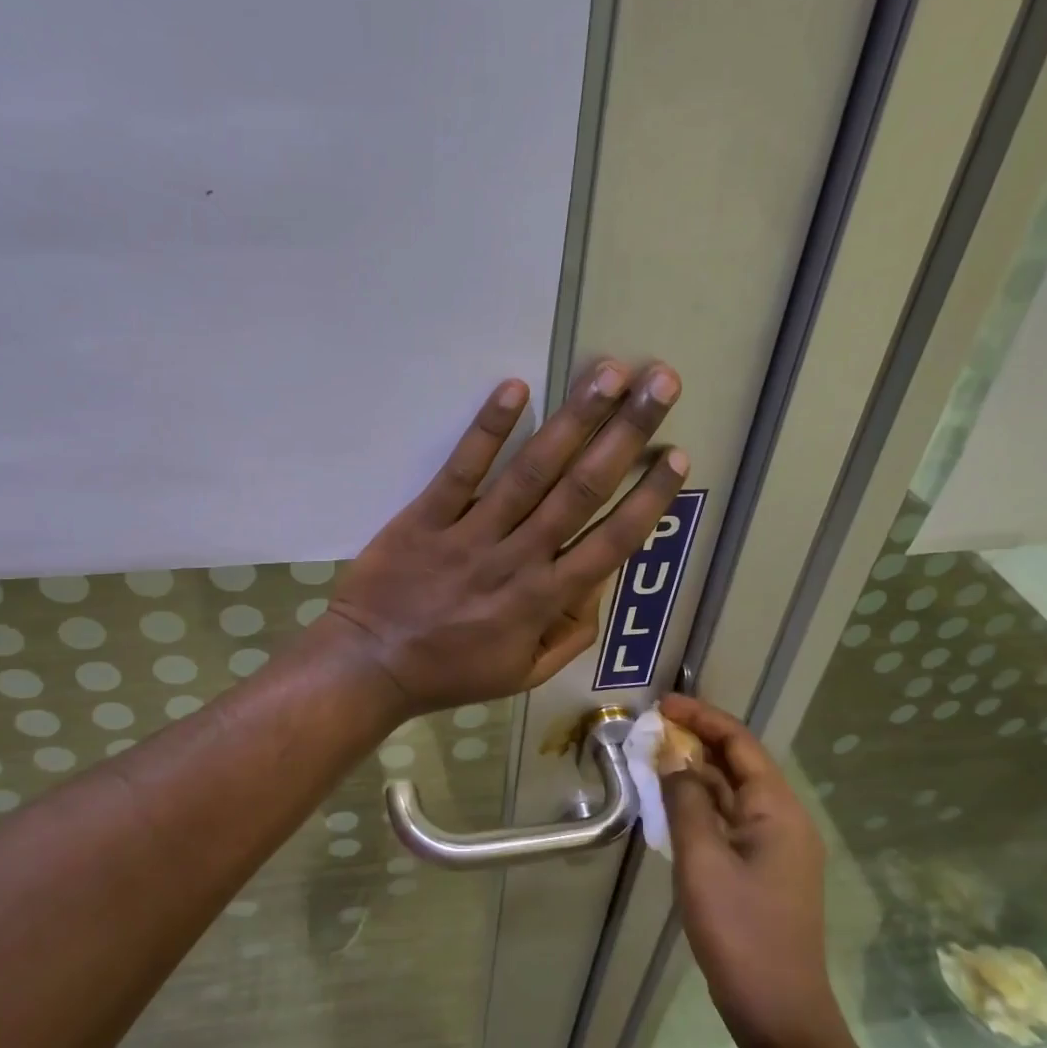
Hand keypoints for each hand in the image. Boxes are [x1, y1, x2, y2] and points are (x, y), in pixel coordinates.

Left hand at [324, 360, 686, 714]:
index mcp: (545, 599)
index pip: (612, 541)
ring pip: (532, 471)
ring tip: (610, 373)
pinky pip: (462, 470)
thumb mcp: (524, 673)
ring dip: (574, 419)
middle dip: (626, 434)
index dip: (648, 497)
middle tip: (660, 385)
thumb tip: (599, 583)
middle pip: (582, 489)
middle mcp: (518, 558)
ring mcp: (471, 534)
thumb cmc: (452, 672)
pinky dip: (489, 429)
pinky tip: (516, 389)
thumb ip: (571, 633)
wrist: (370, 665)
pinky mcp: (426, 516)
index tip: (676, 456)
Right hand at [660, 694, 836, 1047]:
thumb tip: (672, 760)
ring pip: (733, 793)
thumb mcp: (702, 860)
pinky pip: (732, 820)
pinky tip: (673, 807)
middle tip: (653, 730)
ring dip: (697, 774)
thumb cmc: (740, 932)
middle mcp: (784, 819)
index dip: (701, 717)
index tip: (662, 705)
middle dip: (697, 742)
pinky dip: (702, 805)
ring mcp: (777, 847)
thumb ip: (685, 801)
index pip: (739, 743)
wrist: (780, 1014)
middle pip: (739, 764)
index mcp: (778, 809)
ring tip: (655, 761)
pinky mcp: (765, 870)